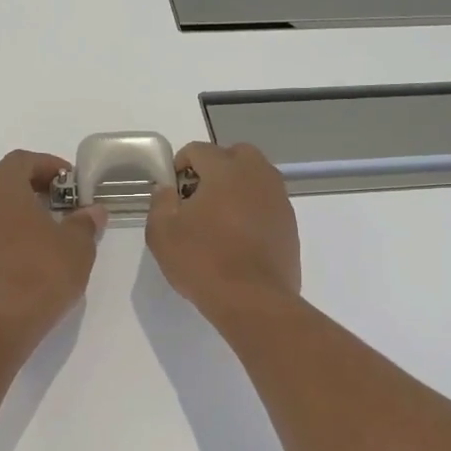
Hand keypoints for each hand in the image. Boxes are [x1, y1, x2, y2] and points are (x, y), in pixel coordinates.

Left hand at [0, 150, 104, 341]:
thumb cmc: (38, 276)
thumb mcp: (76, 249)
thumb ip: (85, 224)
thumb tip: (92, 211)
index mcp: (0, 185)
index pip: (23, 160)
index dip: (48, 167)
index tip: (68, 183)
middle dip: (25, 189)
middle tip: (51, 208)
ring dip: (2, 214)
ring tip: (27, 235)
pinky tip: (7, 262)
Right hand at [146, 142, 299, 323]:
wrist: (253, 300)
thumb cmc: (203, 261)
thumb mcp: (162, 233)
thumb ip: (160, 202)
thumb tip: (168, 189)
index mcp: (225, 170)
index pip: (199, 149)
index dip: (180, 166)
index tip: (173, 192)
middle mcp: (257, 175)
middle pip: (235, 154)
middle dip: (216, 167)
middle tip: (199, 197)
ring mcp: (278, 199)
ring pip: (256, 177)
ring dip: (237, 186)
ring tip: (219, 218)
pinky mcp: (290, 223)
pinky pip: (267, 202)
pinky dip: (253, 208)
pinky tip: (239, 237)